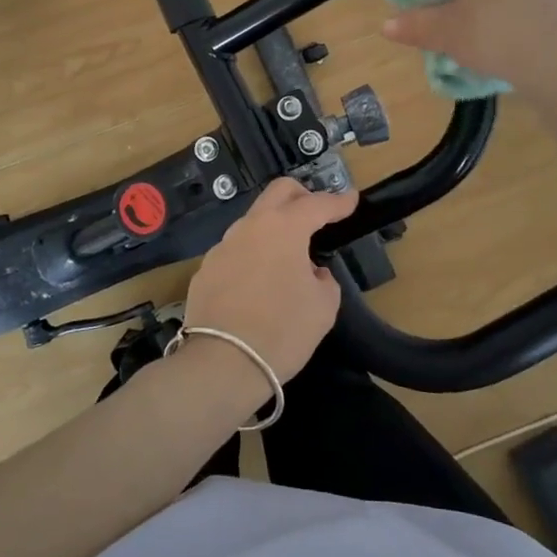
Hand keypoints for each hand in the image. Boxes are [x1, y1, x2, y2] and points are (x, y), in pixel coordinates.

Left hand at [181, 178, 359, 386]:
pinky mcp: (206, 269)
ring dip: (274, 228)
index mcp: (284, 228)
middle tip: (317, 213)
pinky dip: (253, 256)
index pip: (317, 204)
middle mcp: (250, 227)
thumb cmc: (282, 331)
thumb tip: (312, 273)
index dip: (338, 202)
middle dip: (302, 195)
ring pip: (253, 221)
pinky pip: (236, 251)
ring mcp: (223, 246)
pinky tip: (259, 283)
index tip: (351, 199)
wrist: (223, 363)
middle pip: (278, 192)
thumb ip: (323, 279)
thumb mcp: (323, 307)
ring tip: (288, 256)